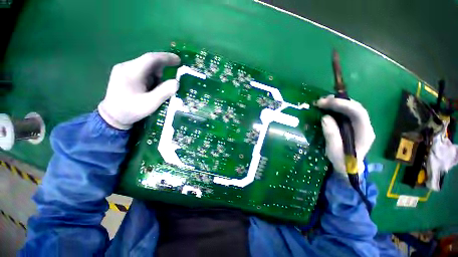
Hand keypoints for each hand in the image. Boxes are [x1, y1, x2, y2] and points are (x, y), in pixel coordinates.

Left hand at [98, 52, 180, 129]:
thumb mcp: (150, 103)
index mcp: (131, 72)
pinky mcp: (124, 75)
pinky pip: (142, 72)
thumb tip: (176, 82)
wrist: (113, 117)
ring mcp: (124, 70)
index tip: (179, 61)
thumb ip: (164, 92)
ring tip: (157, 90)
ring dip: (156, 77)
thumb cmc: (131, 110)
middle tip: (170, 82)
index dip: (166, 58)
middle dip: (162, 71)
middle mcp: (126, 67)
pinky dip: (151, 78)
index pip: (151, 58)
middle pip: (149, 63)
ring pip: (146, 68)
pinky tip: (151, 89)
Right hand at [316, 95, 375, 175]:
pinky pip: (346, 112)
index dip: (342, 105)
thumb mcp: (334, 150)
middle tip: (321, 101)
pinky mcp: (352, 125)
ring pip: (351, 108)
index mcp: (364, 133)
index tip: (325, 103)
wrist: (349, 168)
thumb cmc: (342, 161)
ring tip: (322, 102)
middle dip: (338, 101)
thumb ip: (331, 135)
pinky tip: (327, 107)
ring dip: (337, 103)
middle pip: (355, 107)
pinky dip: (336, 107)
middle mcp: (365, 126)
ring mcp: (360, 125)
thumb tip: (325, 117)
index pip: (358, 113)